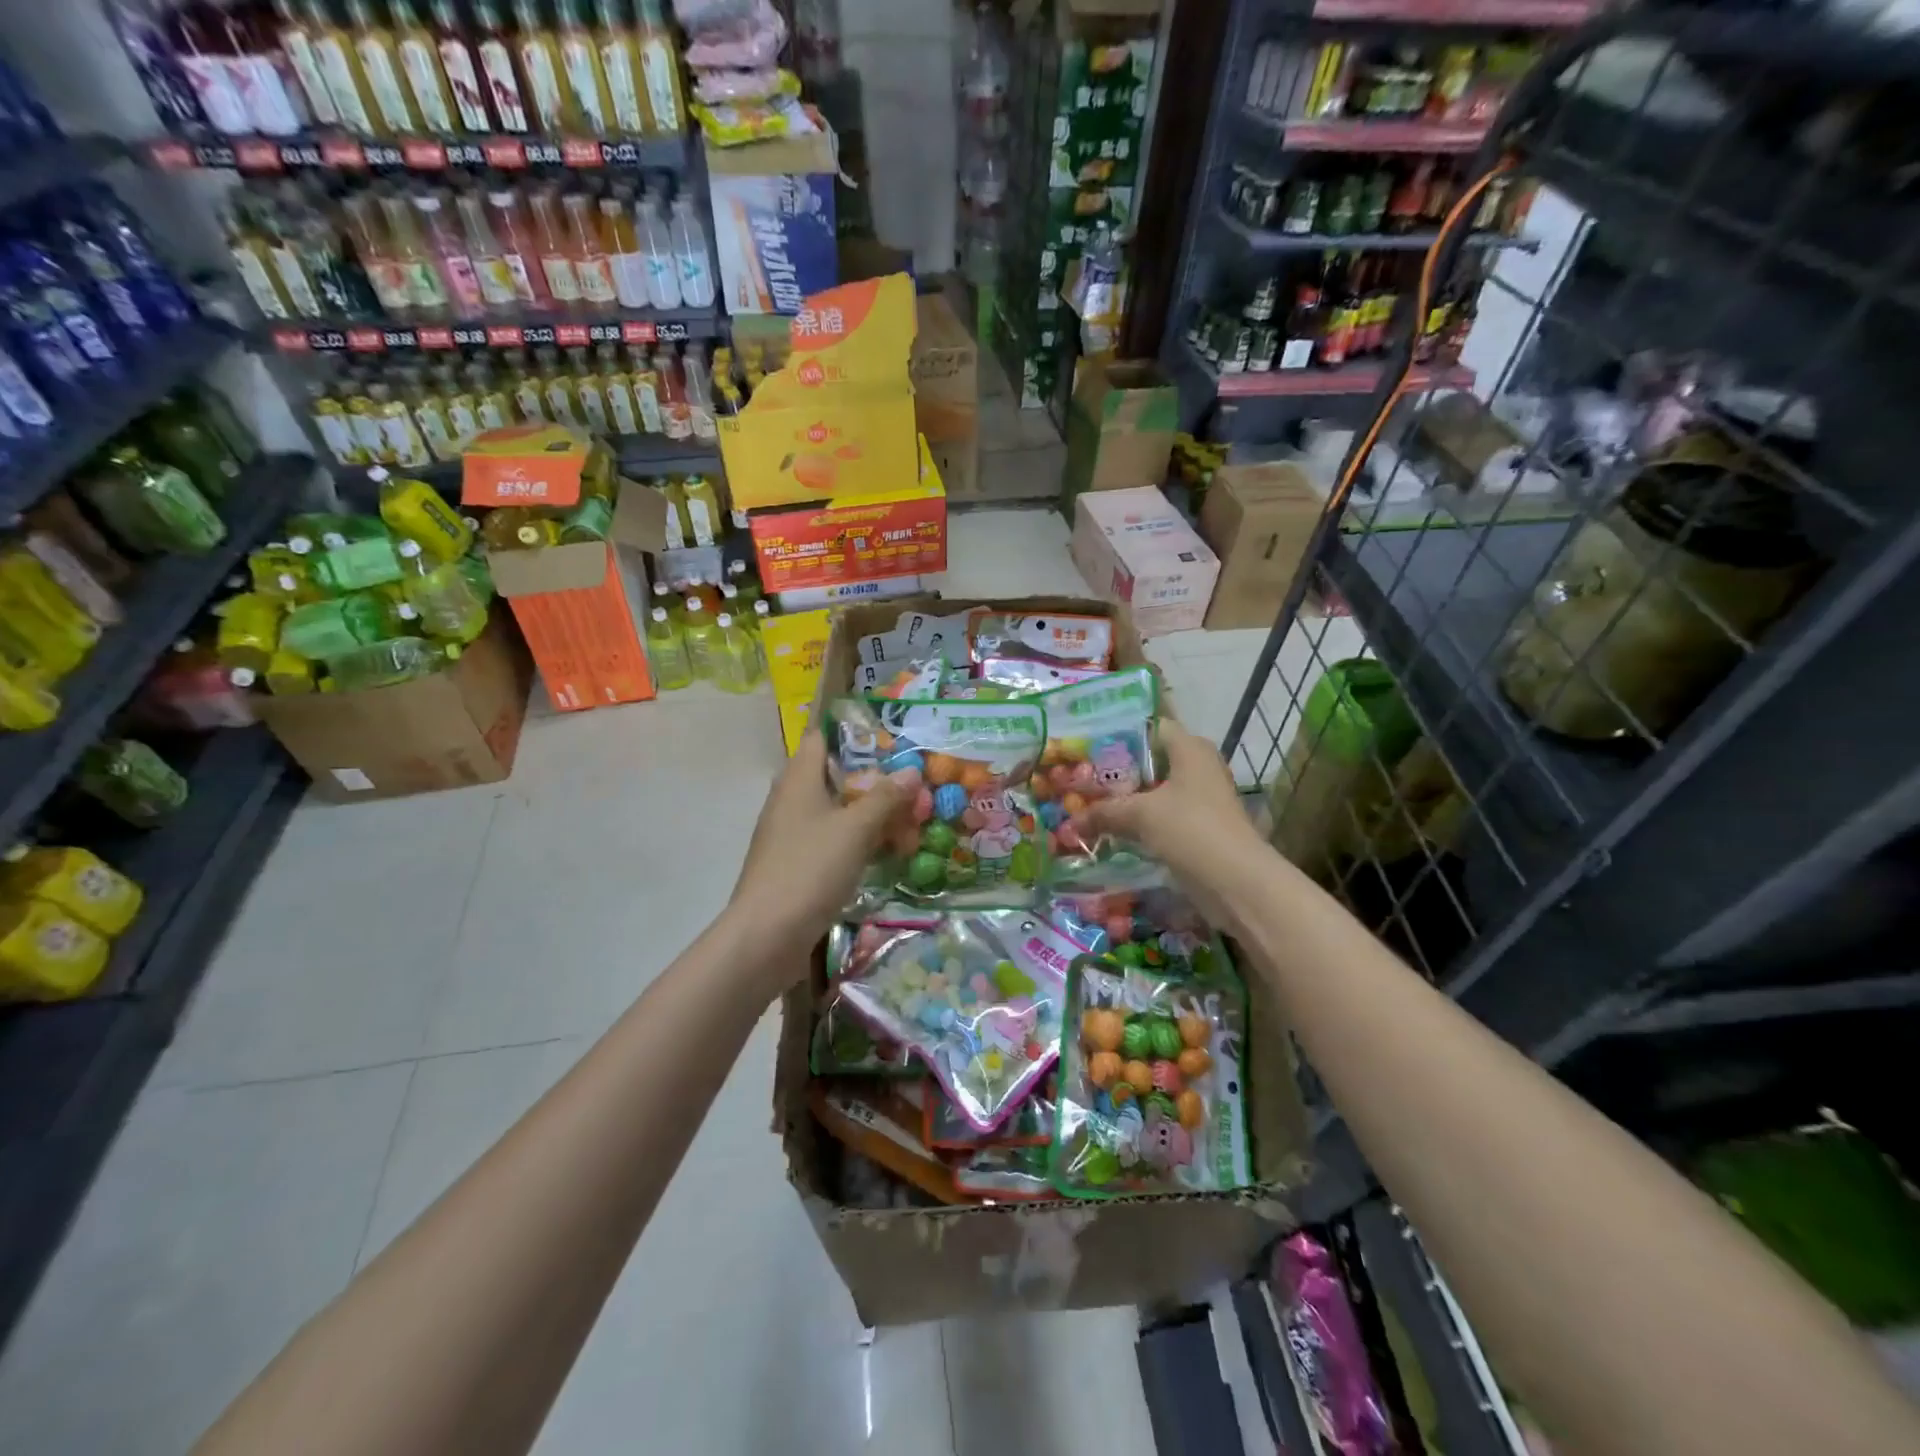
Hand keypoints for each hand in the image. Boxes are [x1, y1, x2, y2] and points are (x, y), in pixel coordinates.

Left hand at [728, 733, 911, 959]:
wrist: (767, 935)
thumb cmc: (810, 869)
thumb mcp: (856, 829)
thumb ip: (886, 797)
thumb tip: (912, 771)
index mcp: (799, 779)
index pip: (820, 737)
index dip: (851, 731)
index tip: (888, 736)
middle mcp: (790, 799)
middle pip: (833, 775)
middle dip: (872, 779)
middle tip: (910, 783)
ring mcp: (790, 833)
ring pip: (834, 810)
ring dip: (868, 813)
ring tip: (907, 820)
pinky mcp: (794, 863)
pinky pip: (830, 839)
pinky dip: (856, 840)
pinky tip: (884, 853)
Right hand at [1068, 721, 1269, 921]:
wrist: (1236, 881)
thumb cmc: (1190, 829)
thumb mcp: (1140, 815)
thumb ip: (1103, 813)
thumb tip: (1070, 823)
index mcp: (1190, 748)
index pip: (1152, 727)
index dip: (1120, 734)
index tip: (1088, 745)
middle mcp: (1198, 767)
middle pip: (1151, 761)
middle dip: (1117, 771)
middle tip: (1080, 777)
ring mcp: (1201, 799)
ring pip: (1155, 791)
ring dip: (1127, 799)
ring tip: (1089, 803)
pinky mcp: (1199, 828)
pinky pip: (1161, 816)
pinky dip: (1139, 821)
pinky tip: (1111, 830)